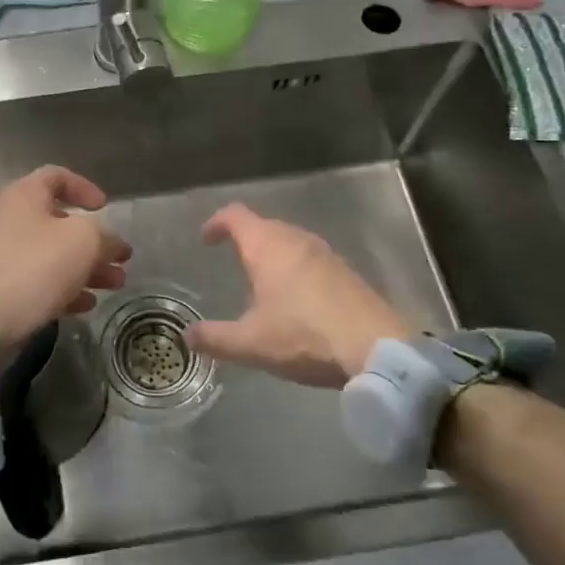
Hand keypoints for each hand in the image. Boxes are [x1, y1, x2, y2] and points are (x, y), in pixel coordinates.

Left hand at [0, 166, 130, 344]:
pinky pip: (39, 280)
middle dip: (95, 241)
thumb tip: (112, 244)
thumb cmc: (35, 266)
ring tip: (115, 284)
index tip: (105, 208)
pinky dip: (65, 288)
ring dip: (87, 268)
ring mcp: (3, 254)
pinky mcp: (1, 287)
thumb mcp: (83, 242)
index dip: (85, 188)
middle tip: (121, 259)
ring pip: (53, 254)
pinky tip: (87, 304)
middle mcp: (10, 219)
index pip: (57, 177)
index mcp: (23, 195)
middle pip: (60, 222)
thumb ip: (105, 236)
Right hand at [186, 203, 411, 387]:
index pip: (235, 215)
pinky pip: (310, 257)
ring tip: (262, 279)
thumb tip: (187, 335)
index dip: (216, 223)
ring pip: (290, 240)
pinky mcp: (346, 271)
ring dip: (272, 252)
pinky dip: (295, 266)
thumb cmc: (305, 336)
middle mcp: (296, 239)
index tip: (206, 239)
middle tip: (231, 259)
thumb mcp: (251, 343)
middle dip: (245, 238)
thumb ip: (215, 338)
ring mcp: (326, 253)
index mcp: (267, 247)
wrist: (377, 348)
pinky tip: (296, 297)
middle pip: (264, 224)